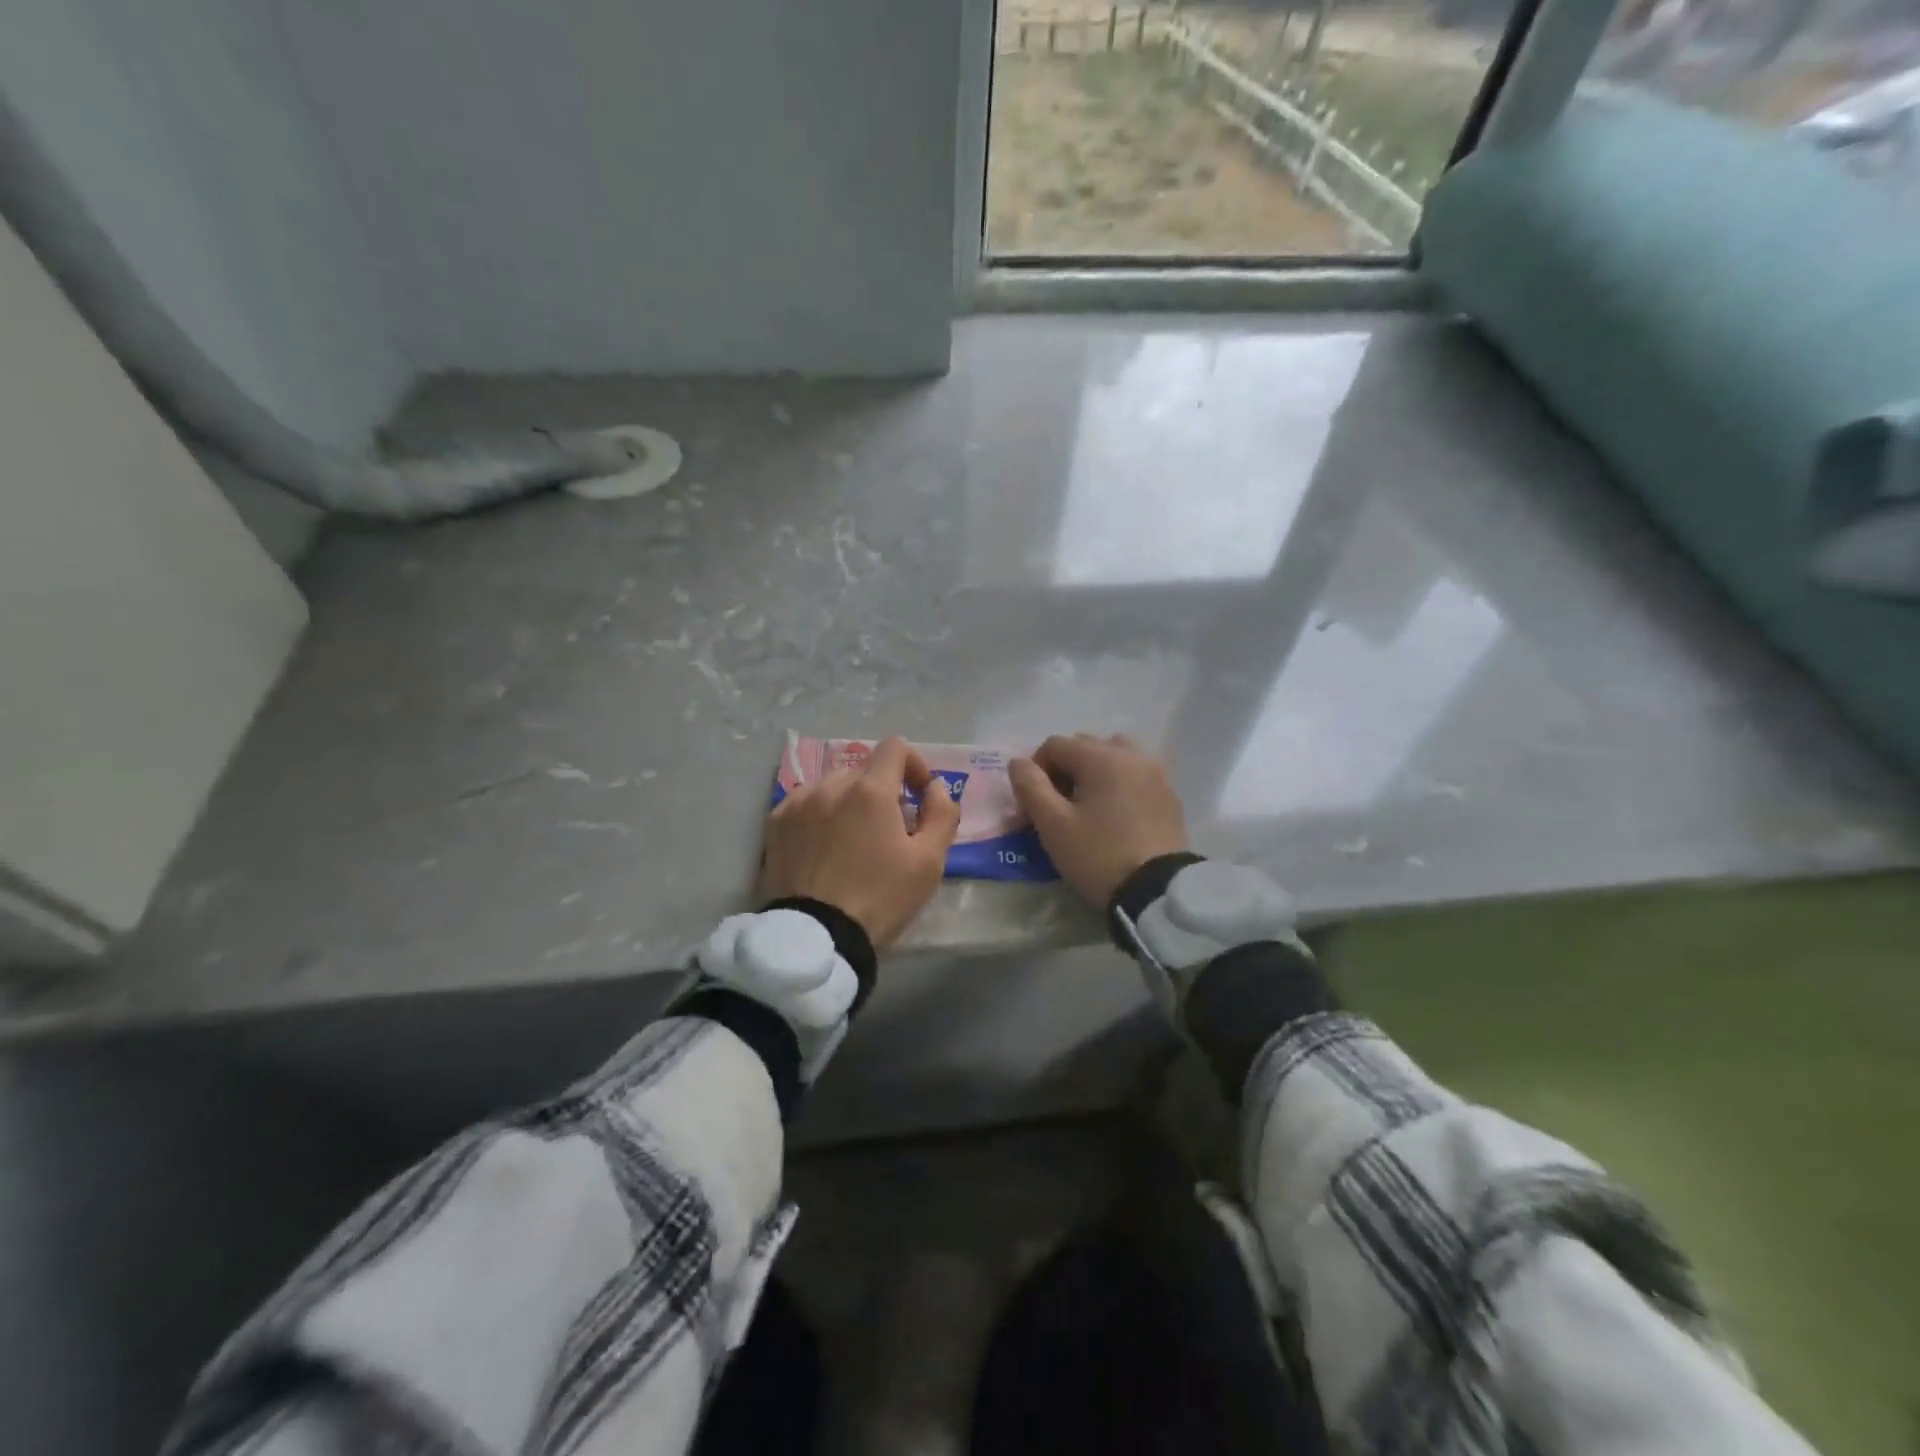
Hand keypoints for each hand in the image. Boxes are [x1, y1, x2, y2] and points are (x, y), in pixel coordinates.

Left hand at [759, 737, 961, 949]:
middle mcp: (830, 785)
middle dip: (883, 790)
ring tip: (854, 840)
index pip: (895, 747)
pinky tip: (824, 847)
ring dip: (850, 801)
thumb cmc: (880, 899)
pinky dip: (820, 814)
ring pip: (833, 785)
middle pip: (864, 769)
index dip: (914, 765)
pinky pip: (805, 803)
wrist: (817, 938)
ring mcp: (797, 803)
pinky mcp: (775, 824)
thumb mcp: (929, 862)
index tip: (919, 796)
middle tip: (890, 829)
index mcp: (870, 790)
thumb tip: (936, 787)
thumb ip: (942, 814)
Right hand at [1010, 733, 1188, 907]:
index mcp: (1101, 756)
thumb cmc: (1098, 855)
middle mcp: (1131, 754)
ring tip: (1090, 806)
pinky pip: (1136, 775)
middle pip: (1085, 746)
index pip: (1054, 745)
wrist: (1157, 892)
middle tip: (1060, 807)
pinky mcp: (1170, 794)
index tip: (1036, 805)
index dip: (1036, 771)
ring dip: (1095, 772)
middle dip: (1065, 770)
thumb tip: (1018, 763)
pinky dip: (1120, 784)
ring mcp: (1156, 772)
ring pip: (1114, 756)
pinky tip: (1116, 816)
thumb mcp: (1053, 825)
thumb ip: (1030, 787)